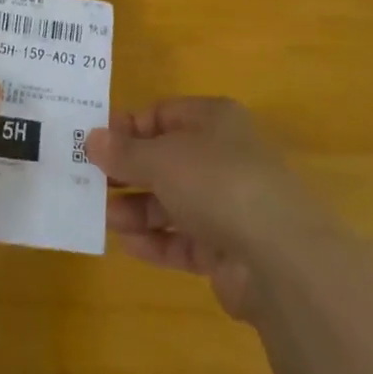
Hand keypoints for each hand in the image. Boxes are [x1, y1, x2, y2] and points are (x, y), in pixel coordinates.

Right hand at [87, 97, 321, 320]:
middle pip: (167, 158)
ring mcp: (230, 205)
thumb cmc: (217, 182)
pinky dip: (157, 241)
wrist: (281, 259)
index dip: (127, 127)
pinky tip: (128, 245)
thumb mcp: (161, 158)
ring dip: (138, 208)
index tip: (94, 144)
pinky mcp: (231, 250)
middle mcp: (224, 156)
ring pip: (174, 201)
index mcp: (214, 120)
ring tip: (104, 217)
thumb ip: (124, 151)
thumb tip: (91, 138)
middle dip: (129, 171)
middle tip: (91, 182)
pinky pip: (185, 239)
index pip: (163, 114)